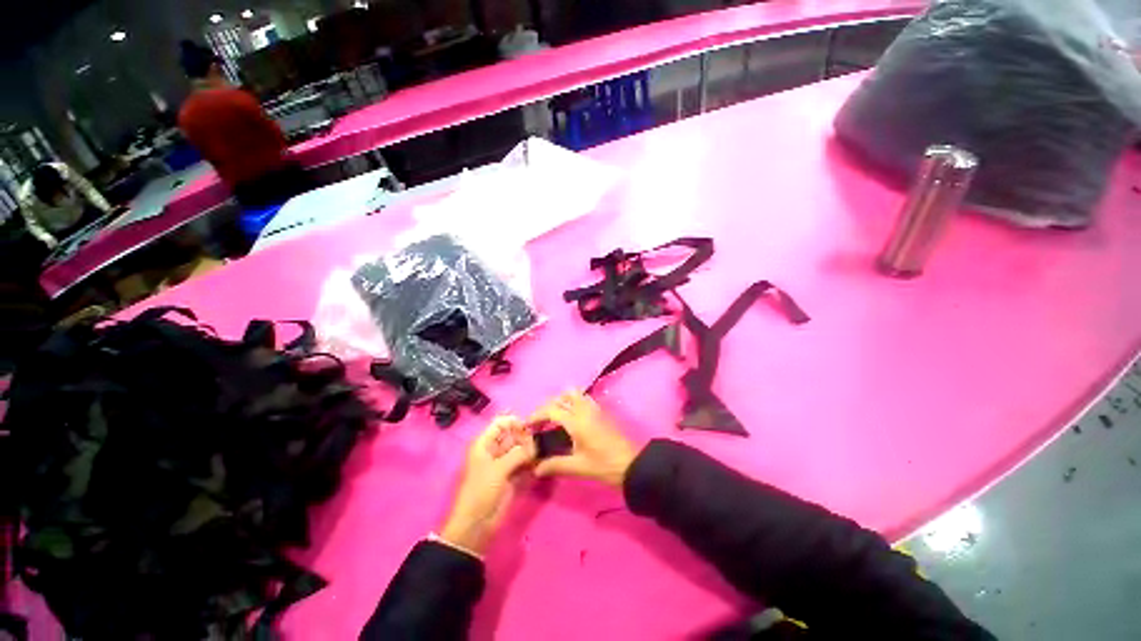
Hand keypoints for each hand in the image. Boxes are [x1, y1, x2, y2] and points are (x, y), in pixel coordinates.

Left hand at [439, 417, 535, 555]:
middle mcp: (495, 450)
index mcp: (485, 444)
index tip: (529, 427)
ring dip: (531, 449)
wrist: (476, 524)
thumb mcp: (498, 469)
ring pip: (520, 449)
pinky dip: (531, 462)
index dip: (514, 422)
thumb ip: (518, 453)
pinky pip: (524, 463)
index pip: (500, 423)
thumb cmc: (481, 491)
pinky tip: (540, 463)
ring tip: (541, 453)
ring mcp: (504, 463)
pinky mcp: (512, 476)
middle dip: (526, 437)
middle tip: (537, 444)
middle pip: (513, 435)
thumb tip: (536, 444)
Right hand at [529, 391, 637, 487]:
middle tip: (540, 420)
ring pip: (574, 394)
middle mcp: (584, 410)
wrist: (630, 464)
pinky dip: (573, 402)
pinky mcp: (601, 412)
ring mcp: (594, 408)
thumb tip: (535, 468)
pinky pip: (584, 399)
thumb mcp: (577, 467)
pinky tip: (571, 417)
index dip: (537, 415)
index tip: (527, 424)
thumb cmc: (603, 465)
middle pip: (562, 396)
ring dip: (562, 400)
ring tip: (554, 417)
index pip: (551, 410)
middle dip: (548, 405)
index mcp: (576, 421)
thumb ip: (555, 465)